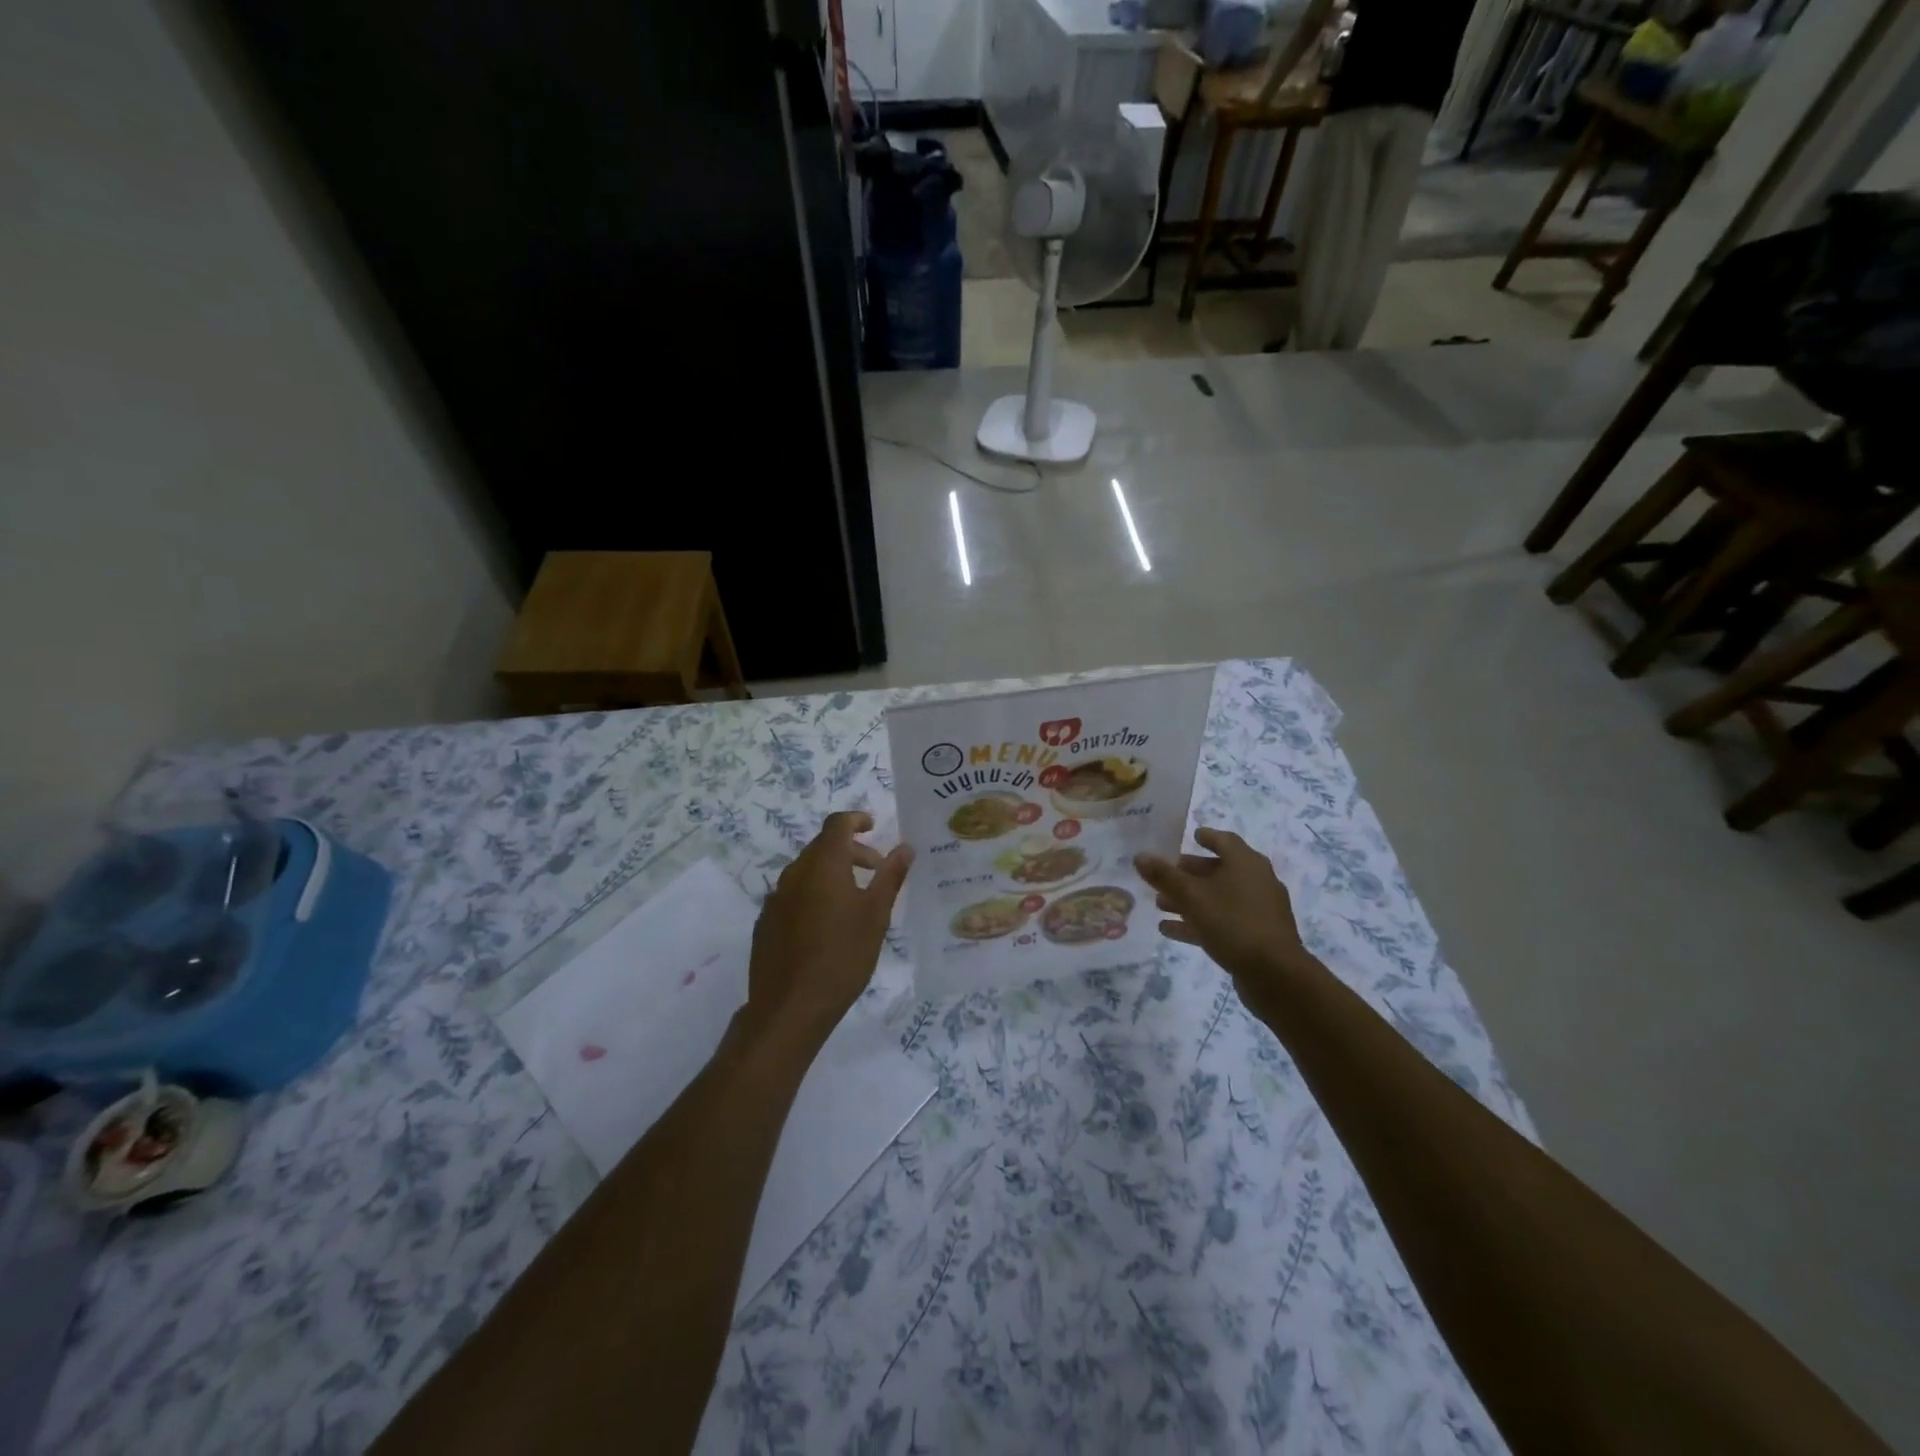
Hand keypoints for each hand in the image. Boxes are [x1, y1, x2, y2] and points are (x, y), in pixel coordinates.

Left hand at [745, 812, 911, 1049]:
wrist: (789, 1007)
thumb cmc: (842, 956)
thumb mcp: (876, 916)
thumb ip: (890, 877)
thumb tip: (905, 847)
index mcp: (823, 866)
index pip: (837, 825)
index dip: (856, 820)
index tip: (873, 827)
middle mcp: (794, 874)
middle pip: (822, 847)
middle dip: (850, 851)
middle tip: (875, 870)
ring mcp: (775, 899)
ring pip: (806, 871)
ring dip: (831, 873)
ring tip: (854, 900)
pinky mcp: (766, 923)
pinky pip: (793, 895)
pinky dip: (813, 894)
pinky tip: (825, 926)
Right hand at [1135, 827, 1311, 1010]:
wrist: (1275, 974)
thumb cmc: (1233, 923)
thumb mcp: (1191, 897)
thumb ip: (1164, 876)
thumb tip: (1139, 856)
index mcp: (1246, 863)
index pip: (1225, 840)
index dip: (1207, 836)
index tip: (1191, 836)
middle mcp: (1256, 881)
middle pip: (1219, 870)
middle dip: (1189, 872)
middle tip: (1165, 874)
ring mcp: (1258, 911)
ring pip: (1218, 898)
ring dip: (1189, 899)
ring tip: (1159, 904)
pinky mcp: (1255, 936)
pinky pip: (1222, 922)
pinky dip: (1198, 922)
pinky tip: (1170, 930)